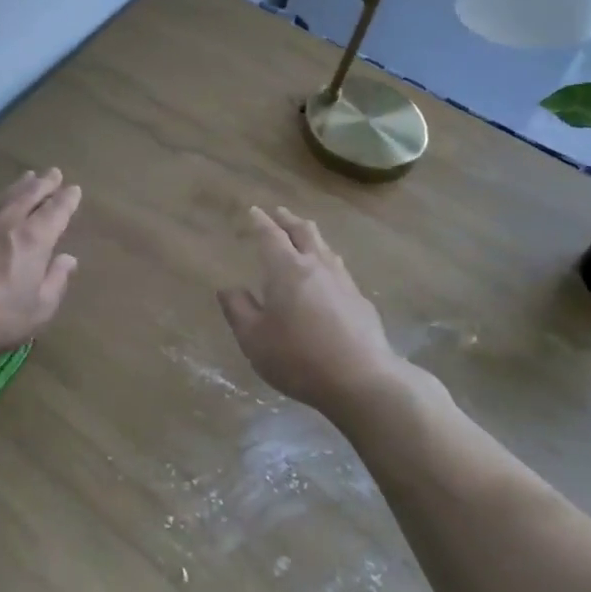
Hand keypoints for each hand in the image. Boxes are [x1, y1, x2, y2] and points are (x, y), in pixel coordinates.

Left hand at [0, 168, 82, 354]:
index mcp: (35, 239)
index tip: (74, 189)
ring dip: (18, 184)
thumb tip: (69, 259)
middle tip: (54, 172)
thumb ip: (56, 281)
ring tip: (28, 175)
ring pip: (4, 195)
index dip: (67, 200)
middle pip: (30, 195)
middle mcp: (9, 222)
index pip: (56, 212)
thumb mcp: (38, 308)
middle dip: (44, 183)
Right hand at [218, 206, 409, 411]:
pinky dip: (327, 262)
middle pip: (304, 232)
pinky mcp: (361, 301)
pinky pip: (339, 270)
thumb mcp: (253, 338)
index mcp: (286, 269)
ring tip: (304, 237)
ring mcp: (343, 282)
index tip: (254, 210)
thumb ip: (238, 310)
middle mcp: (316, 267)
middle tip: (279, 213)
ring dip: (311, 237)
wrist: (361, 380)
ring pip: (325, 248)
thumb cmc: (298, 357)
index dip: (260, 222)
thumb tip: (229, 288)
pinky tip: (328, 276)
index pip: (270, 235)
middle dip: (289, 220)